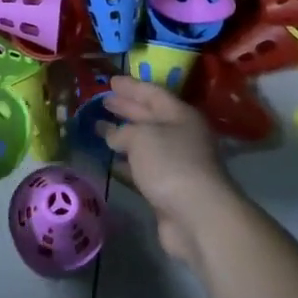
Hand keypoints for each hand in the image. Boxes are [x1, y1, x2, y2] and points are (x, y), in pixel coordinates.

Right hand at [101, 76, 240, 268]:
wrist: (197, 217)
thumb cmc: (170, 164)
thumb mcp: (142, 137)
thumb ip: (123, 131)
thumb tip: (113, 134)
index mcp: (180, 115)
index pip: (153, 93)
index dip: (131, 86)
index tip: (111, 81)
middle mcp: (181, 136)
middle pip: (150, 117)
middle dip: (127, 108)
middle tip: (103, 101)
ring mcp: (176, 163)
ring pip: (145, 143)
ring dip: (124, 136)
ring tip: (100, 128)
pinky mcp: (168, 188)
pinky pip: (143, 168)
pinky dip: (127, 162)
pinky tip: (111, 160)